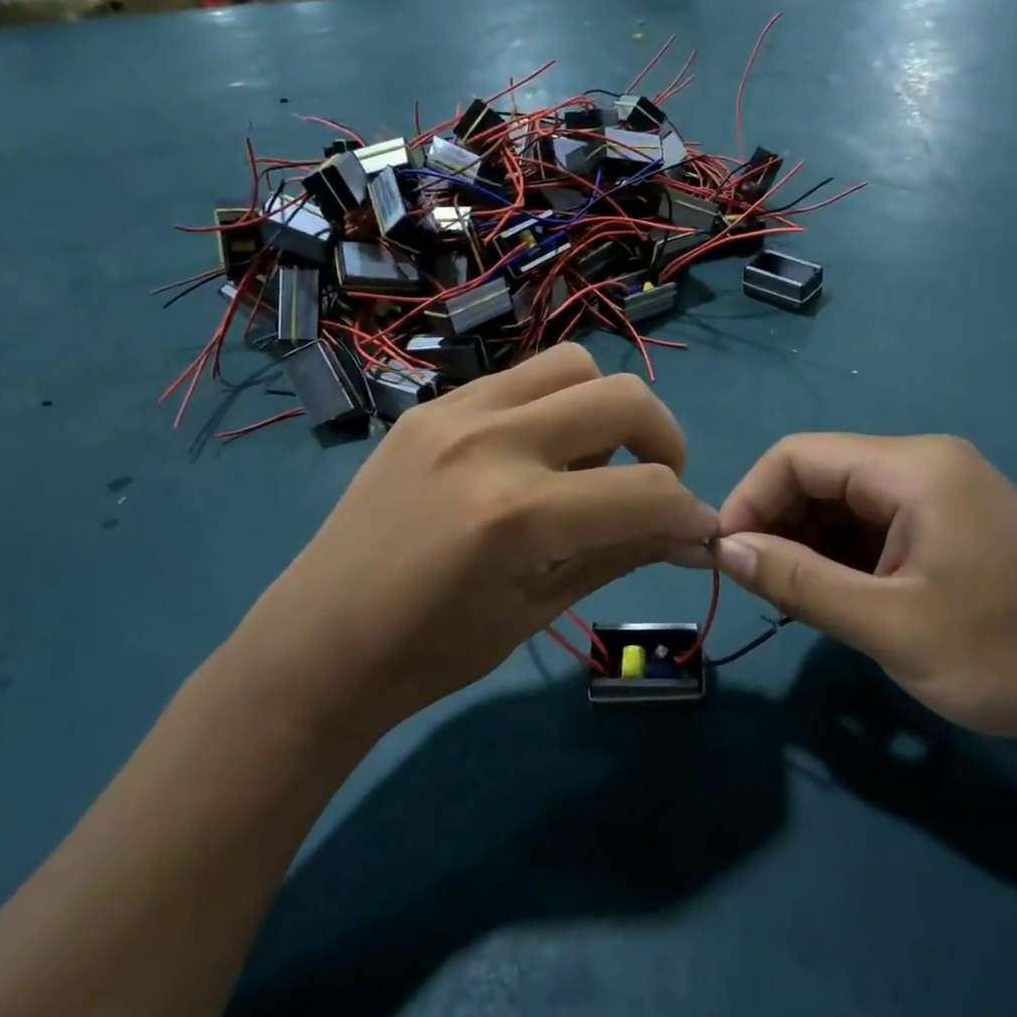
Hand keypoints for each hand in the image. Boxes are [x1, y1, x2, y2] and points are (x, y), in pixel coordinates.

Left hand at [224, 345, 717, 736]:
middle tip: (657, 484)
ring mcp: (454, 413)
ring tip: (593, 459)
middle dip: (666, 441)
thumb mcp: (539, 610)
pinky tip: (536, 453)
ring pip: (572, 364)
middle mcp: (491, 441)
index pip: (647, 492)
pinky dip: (552, 405)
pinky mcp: (430, 406)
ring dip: (607, 407)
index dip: (690, 514)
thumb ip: (622, 555)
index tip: (698, 532)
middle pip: (623, 397)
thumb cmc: (431, 652)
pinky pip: (518, 379)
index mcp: (518, 514)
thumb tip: (695, 536)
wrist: (318, 644)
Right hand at [715, 434, 1016, 744]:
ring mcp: (938, 491)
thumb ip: (798, 582)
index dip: (750, 499)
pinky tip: (839, 598)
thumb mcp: (888, 625)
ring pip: (841, 502)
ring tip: (798, 601)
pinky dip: (841, 556)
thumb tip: (725, 549)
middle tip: (761, 588)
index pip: (797, 456)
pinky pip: (871, 523)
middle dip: (777, 525)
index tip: (726, 558)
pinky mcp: (946, 521)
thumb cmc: (1005, 655)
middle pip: (818, 475)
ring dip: (807, 545)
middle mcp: (922, 463)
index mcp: (912, 468)